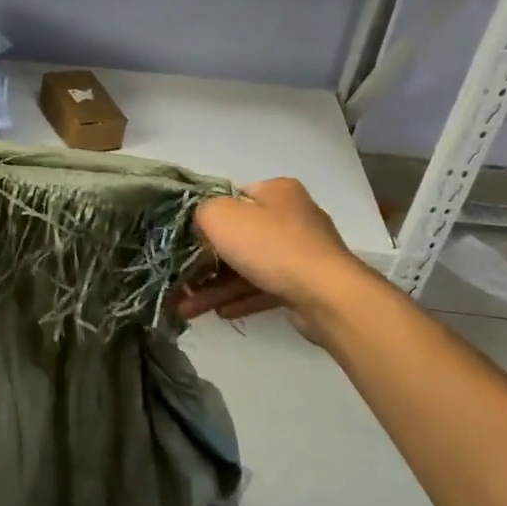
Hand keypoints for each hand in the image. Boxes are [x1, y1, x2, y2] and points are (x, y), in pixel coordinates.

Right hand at [175, 178, 369, 341]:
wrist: (326, 295)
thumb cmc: (270, 245)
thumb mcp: (220, 216)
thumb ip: (201, 213)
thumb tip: (201, 224)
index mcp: (277, 191)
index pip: (233, 198)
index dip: (207, 217)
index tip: (186, 239)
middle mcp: (293, 216)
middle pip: (239, 236)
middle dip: (206, 262)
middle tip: (180, 279)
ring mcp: (302, 253)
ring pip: (249, 267)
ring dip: (217, 287)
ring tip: (187, 308)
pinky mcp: (306, 285)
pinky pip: (265, 288)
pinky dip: (241, 299)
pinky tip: (219, 313)